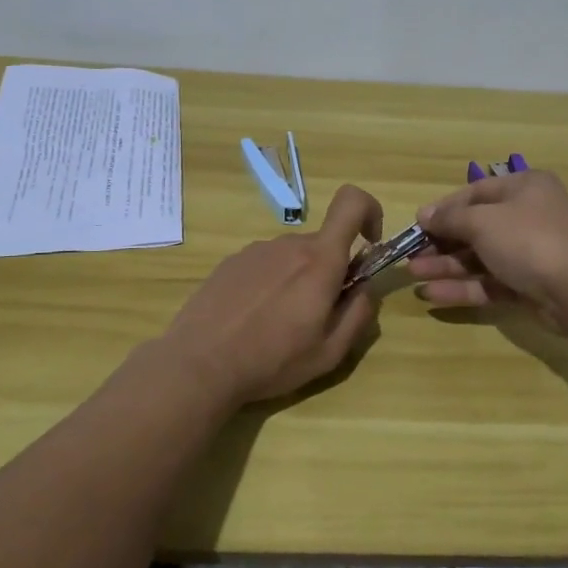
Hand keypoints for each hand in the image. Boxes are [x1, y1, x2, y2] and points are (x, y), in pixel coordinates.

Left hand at [159, 185, 383, 409]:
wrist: (199, 364)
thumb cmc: (272, 360)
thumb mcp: (330, 353)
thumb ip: (359, 314)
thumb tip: (366, 288)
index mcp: (320, 261)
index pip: (352, 202)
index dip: (369, 212)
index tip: (369, 246)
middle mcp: (289, 244)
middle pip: (323, 244)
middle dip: (330, 271)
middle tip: (316, 316)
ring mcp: (256, 250)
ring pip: (294, 256)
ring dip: (298, 280)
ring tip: (278, 324)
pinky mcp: (232, 262)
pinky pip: (266, 265)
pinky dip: (271, 284)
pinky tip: (252, 319)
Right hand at [408, 170, 567, 327]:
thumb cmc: (529, 240)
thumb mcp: (483, 221)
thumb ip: (450, 218)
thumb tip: (424, 214)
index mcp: (524, 188)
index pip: (475, 192)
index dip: (444, 208)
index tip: (417, 224)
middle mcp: (528, 215)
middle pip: (476, 227)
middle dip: (441, 242)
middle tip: (410, 255)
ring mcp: (530, 252)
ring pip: (480, 257)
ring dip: (446, 266)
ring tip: (413, 276)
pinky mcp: (529, 285)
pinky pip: (490, 282)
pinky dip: (463, 287)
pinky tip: (432, 295)